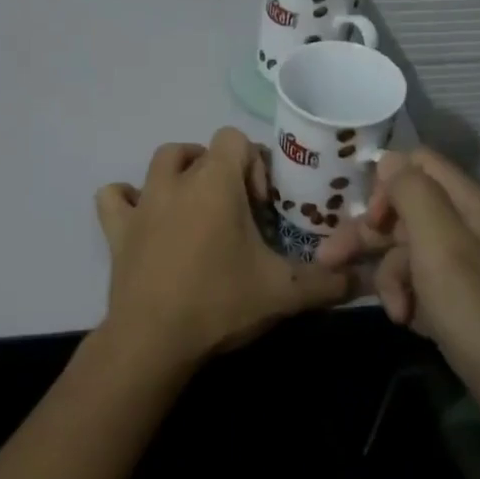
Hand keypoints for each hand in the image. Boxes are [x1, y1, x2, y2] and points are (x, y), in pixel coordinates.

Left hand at [95, 129, 349, 372]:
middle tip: (236, 210)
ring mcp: (142, 203)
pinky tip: (144, 218)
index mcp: (215, 183)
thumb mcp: (283, 293)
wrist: (153, 340)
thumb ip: (328, 282)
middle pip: (199, 150)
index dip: (253, 164)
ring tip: (196, 208)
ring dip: (180, 174)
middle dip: (220, 171)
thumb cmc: (220, 303)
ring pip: (160, 162)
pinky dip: (128, 199)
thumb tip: (364, 280)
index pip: (234, 138)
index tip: (262, 206)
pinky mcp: (117, 230)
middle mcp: (176, 181)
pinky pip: (115, 197)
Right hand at [317, 149, 479, 424]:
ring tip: (394, 312)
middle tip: (329, 260)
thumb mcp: (441, 246)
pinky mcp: (460, 302)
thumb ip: (413, 194)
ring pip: (406, 252)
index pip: (417, 165)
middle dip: (368, 235)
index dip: (386, 184)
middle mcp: (466, 228)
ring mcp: (464, 267)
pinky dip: (407, 300)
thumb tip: (388, 159)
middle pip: (405, 211)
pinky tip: (407, 322)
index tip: (368, 219)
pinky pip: (419, 285)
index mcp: (468, 205)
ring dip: (389, 277)